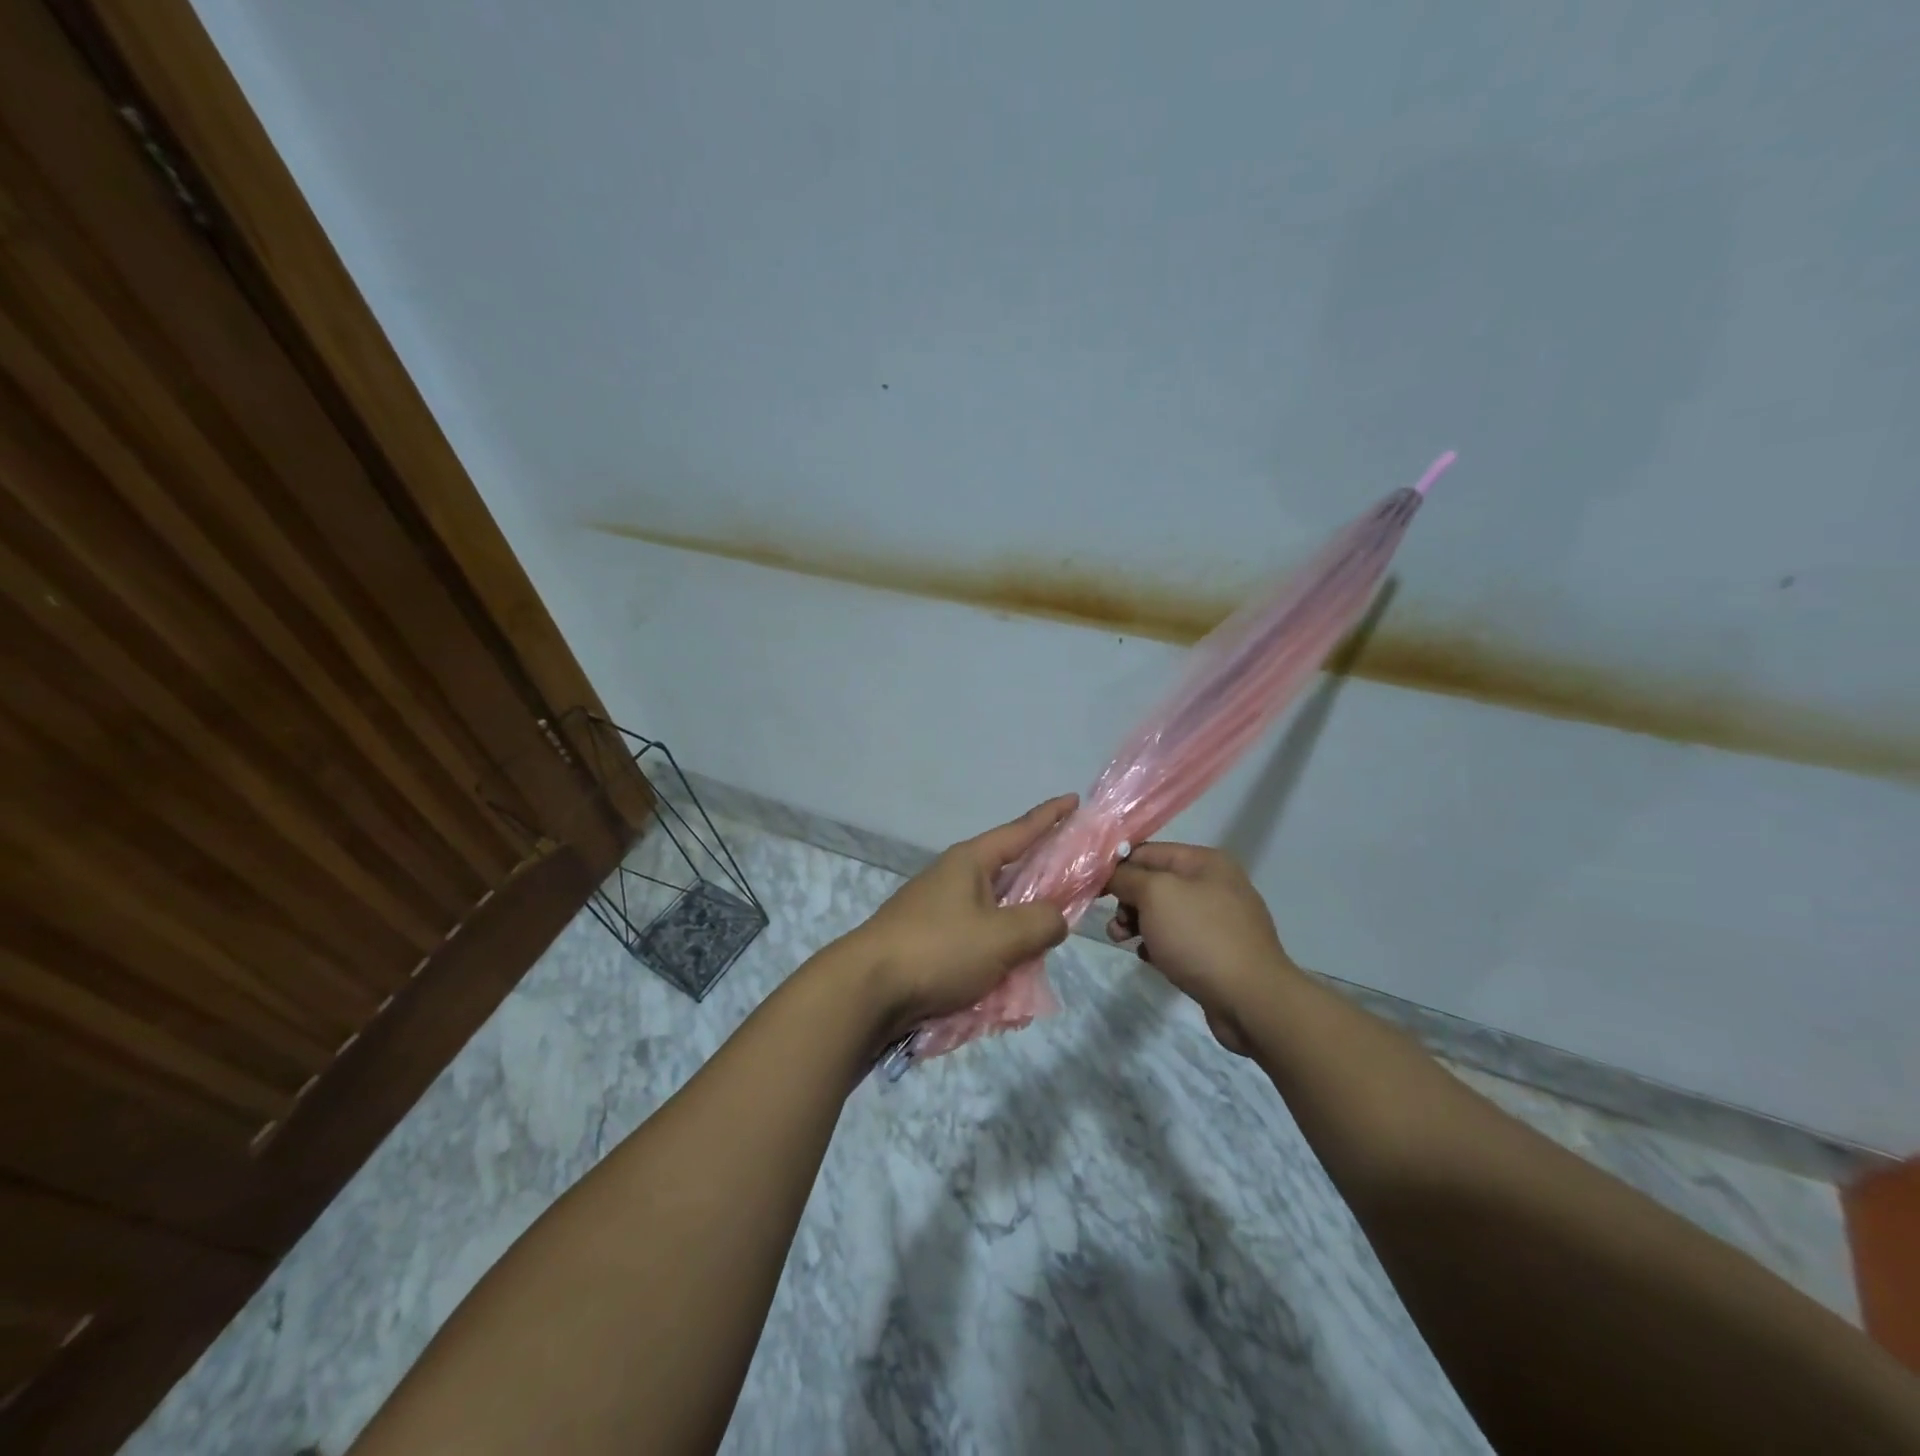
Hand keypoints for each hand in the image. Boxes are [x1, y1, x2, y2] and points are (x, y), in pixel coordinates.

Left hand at [846, 795, 1076, 1036]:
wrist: (866, 990)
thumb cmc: (938, 950)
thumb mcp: (1002, 937)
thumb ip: (1042, 922)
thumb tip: (1055, 918)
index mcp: (970, 862)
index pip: (1020, 831)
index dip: (1050, 816)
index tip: (1074, 800)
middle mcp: (953, 878)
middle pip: (1009, 872)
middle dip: (1041, 882)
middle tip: (1074, 891)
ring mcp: (937, 909)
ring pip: (993, 912)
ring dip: (1018, 928)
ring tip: (1043, 947)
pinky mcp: (928, 940)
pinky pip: (974, 940)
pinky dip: (995, 954)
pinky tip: (1008, 978)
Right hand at [1105, 842, 1299, 1054]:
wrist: (1251, 1000)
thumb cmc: (1200, 936)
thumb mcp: (1155, 895)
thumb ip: (1127, 877)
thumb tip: (1110, 873)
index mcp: (1205, 862)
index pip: (1148, 852)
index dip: (1118, 866)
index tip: (1092, 888)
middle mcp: (1215, 885)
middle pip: (1155, 883)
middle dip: (1128, 901)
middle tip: (1115, 924)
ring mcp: (1219, 920)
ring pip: (1164, 913)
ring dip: (1137, 924)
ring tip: (1122, 941)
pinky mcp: (1218, 952)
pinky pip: (1178, 939)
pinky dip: (1158, 945)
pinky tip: (1149, 958)